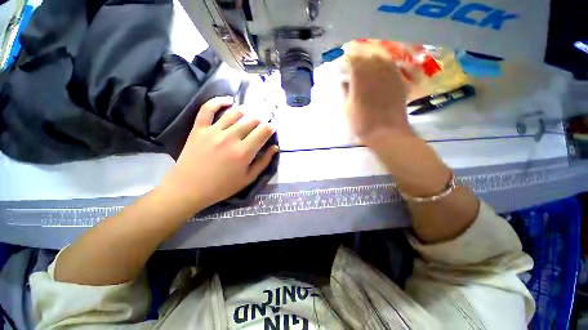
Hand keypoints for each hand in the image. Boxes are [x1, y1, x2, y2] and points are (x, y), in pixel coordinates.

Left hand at [156, 96, 277, 216]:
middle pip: (251, 120)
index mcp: (244, 152)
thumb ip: (263, 162)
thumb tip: (275, 147)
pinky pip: (208, 109)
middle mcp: (231, 137)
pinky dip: (218, 101)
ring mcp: (213, 131)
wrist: (189, 188)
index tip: (272, 128)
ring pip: (234, 112)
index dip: (270, 127)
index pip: (263, 131)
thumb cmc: (222, 186)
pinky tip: (228, 100)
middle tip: (261, 123)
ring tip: (249, 114)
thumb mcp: (248, 178)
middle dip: (261, 119)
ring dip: (245, 111)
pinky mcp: (199, 129)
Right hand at [342, 41, 412, 144]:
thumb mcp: (347, 108)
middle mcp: (376, 69)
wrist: (386, 132)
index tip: (345, 69)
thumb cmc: (362, 123)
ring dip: (373, 63)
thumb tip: (344, 81)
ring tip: (369, 71)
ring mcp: (390, 73)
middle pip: (367, 57)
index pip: (353, 60)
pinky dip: (384, 68)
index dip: (348, 63)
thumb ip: (344, 91)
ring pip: (381, 60)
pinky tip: (381, 76)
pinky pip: (391, 68)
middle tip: (356, 70)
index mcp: (360, 76)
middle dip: (360, 61)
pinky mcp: (400, 81)